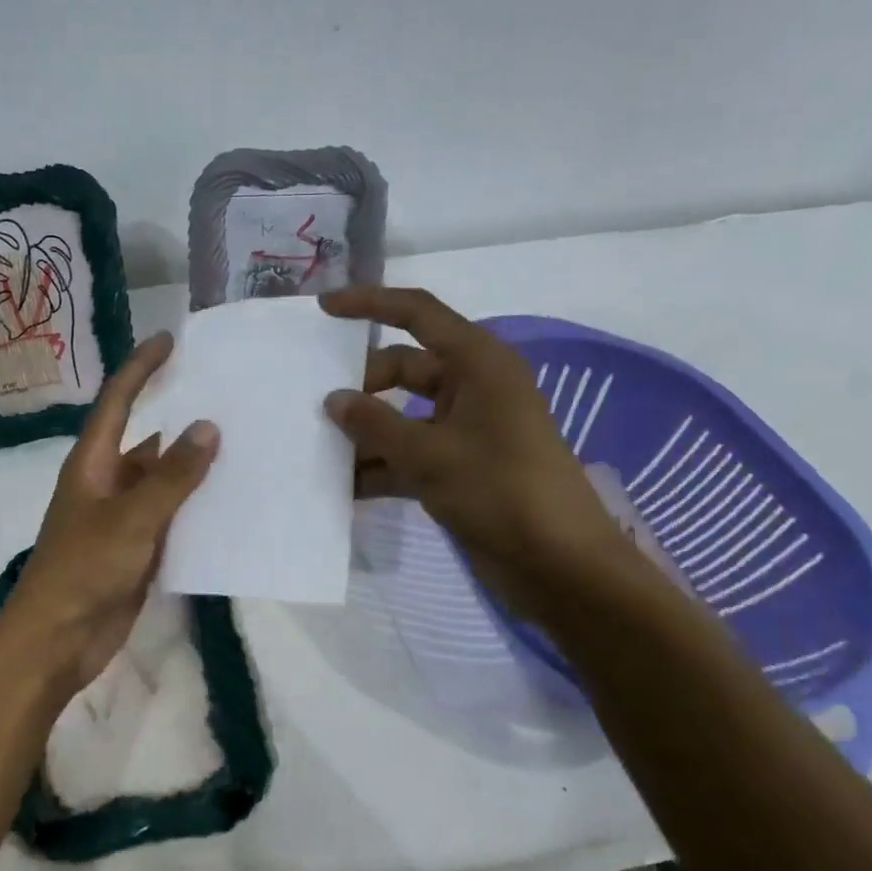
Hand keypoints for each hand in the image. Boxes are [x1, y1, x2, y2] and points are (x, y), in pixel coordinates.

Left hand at [4, 331, 218, 695]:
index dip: (141, 367)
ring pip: (164, 481)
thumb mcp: (132, 518)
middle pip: (148, 439)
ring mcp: (123, 518)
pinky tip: (233, 503)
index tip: (170, 340)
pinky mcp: (137, 549)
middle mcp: (107, 482)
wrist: (58, 641)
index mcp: (93, 463)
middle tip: (229, 397)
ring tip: (245, 446)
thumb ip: (172, 475)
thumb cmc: (84, 569)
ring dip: (195, 467)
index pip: (118, 401)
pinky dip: (197, 508)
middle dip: (182, 418)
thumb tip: (208, 427)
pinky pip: (172, 518)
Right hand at [320, 286, 632, 622]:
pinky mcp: (459, 467)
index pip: (418, 314)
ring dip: (366, 431)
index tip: (324, 309)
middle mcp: (472, 387)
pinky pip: (410, 453)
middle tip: (312, 406)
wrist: (559, 565)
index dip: (370, 305)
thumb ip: (375, 424)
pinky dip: (380, 466)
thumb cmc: (500, 491)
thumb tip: (333, 400)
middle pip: (403, 369)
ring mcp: (465, 429)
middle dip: (360, 386)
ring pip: (402, 415)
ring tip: (316, 445)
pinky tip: (343, 486)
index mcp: (478, 363)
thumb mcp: (428, 454)